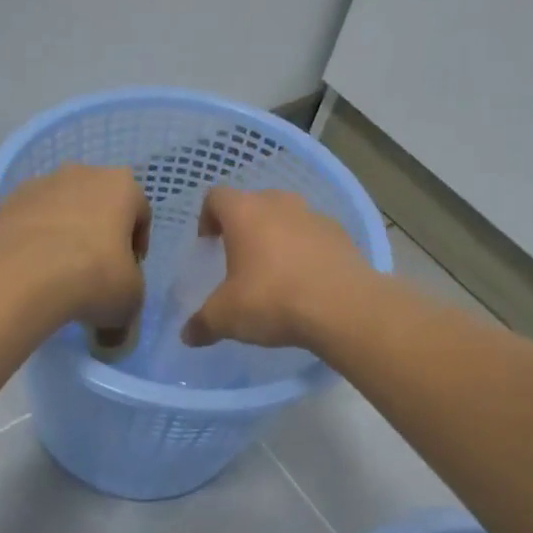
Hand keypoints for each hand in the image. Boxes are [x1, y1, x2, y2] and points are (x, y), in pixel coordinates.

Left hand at [0, 164, 150, 331]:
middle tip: (96, 270)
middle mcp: (83, 173)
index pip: (141, 213)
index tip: (129, 272)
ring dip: (65, 232)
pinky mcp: (9, 201)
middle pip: (99, 204)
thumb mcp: (129, 300)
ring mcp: (42, 184)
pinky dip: (35, 238)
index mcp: (122, 186)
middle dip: (100, 232)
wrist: (25, 276)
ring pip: (62, 208)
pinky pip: (31, 219)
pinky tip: (32, 269)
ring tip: (59, 272)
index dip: (137, 245)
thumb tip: (114, 334)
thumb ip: (128, 303)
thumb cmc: (95, 277)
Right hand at [182, 187, 376, 349]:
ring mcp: (314, 215)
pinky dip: (306, 251)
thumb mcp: (226, 318)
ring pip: (287, 217)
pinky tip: (307, 282)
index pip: (215, 196)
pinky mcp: (342, 234)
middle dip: (244, 227)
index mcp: (244, 212)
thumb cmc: (273, 300)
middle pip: (254, 203)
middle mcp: (279, 204)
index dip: (207, 218)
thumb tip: (189, 335)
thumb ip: (202, 323)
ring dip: (278, 236)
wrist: (344, 308)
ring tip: (276, 272)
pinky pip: (315, 236)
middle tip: (240, 259)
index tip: (209, 245)